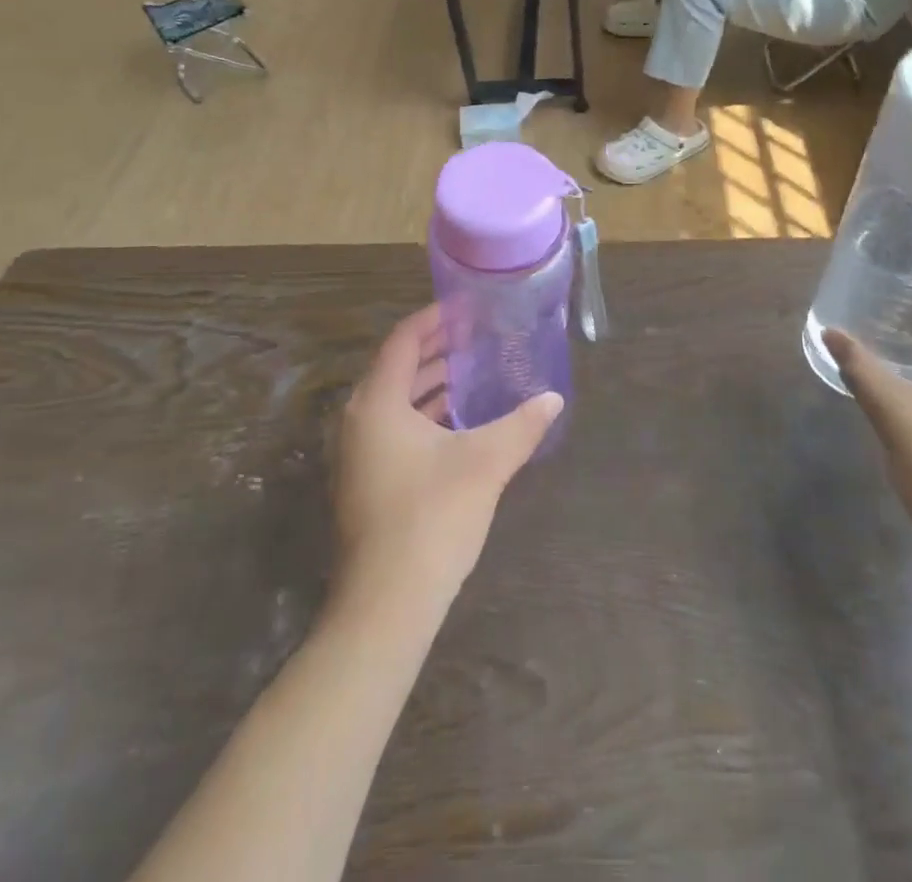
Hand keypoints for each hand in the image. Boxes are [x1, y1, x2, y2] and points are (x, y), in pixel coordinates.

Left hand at [333, 307, 563, 610]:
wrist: (386, 604)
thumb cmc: (432, 518)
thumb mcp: (485, 463)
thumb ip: (521, 425)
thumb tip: (553, 398)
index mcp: (377, 403)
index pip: (403, 341)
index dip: (433, 319)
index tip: (465, 308)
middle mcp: (358, 419)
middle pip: (396, 367)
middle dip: (434, 350)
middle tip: (474, 336)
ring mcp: (357, 452)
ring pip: (394, 401)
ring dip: (429, 384)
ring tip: (471, 373)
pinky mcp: (365, 480)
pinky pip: (393, 427)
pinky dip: (422, 415)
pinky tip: (456, 423)